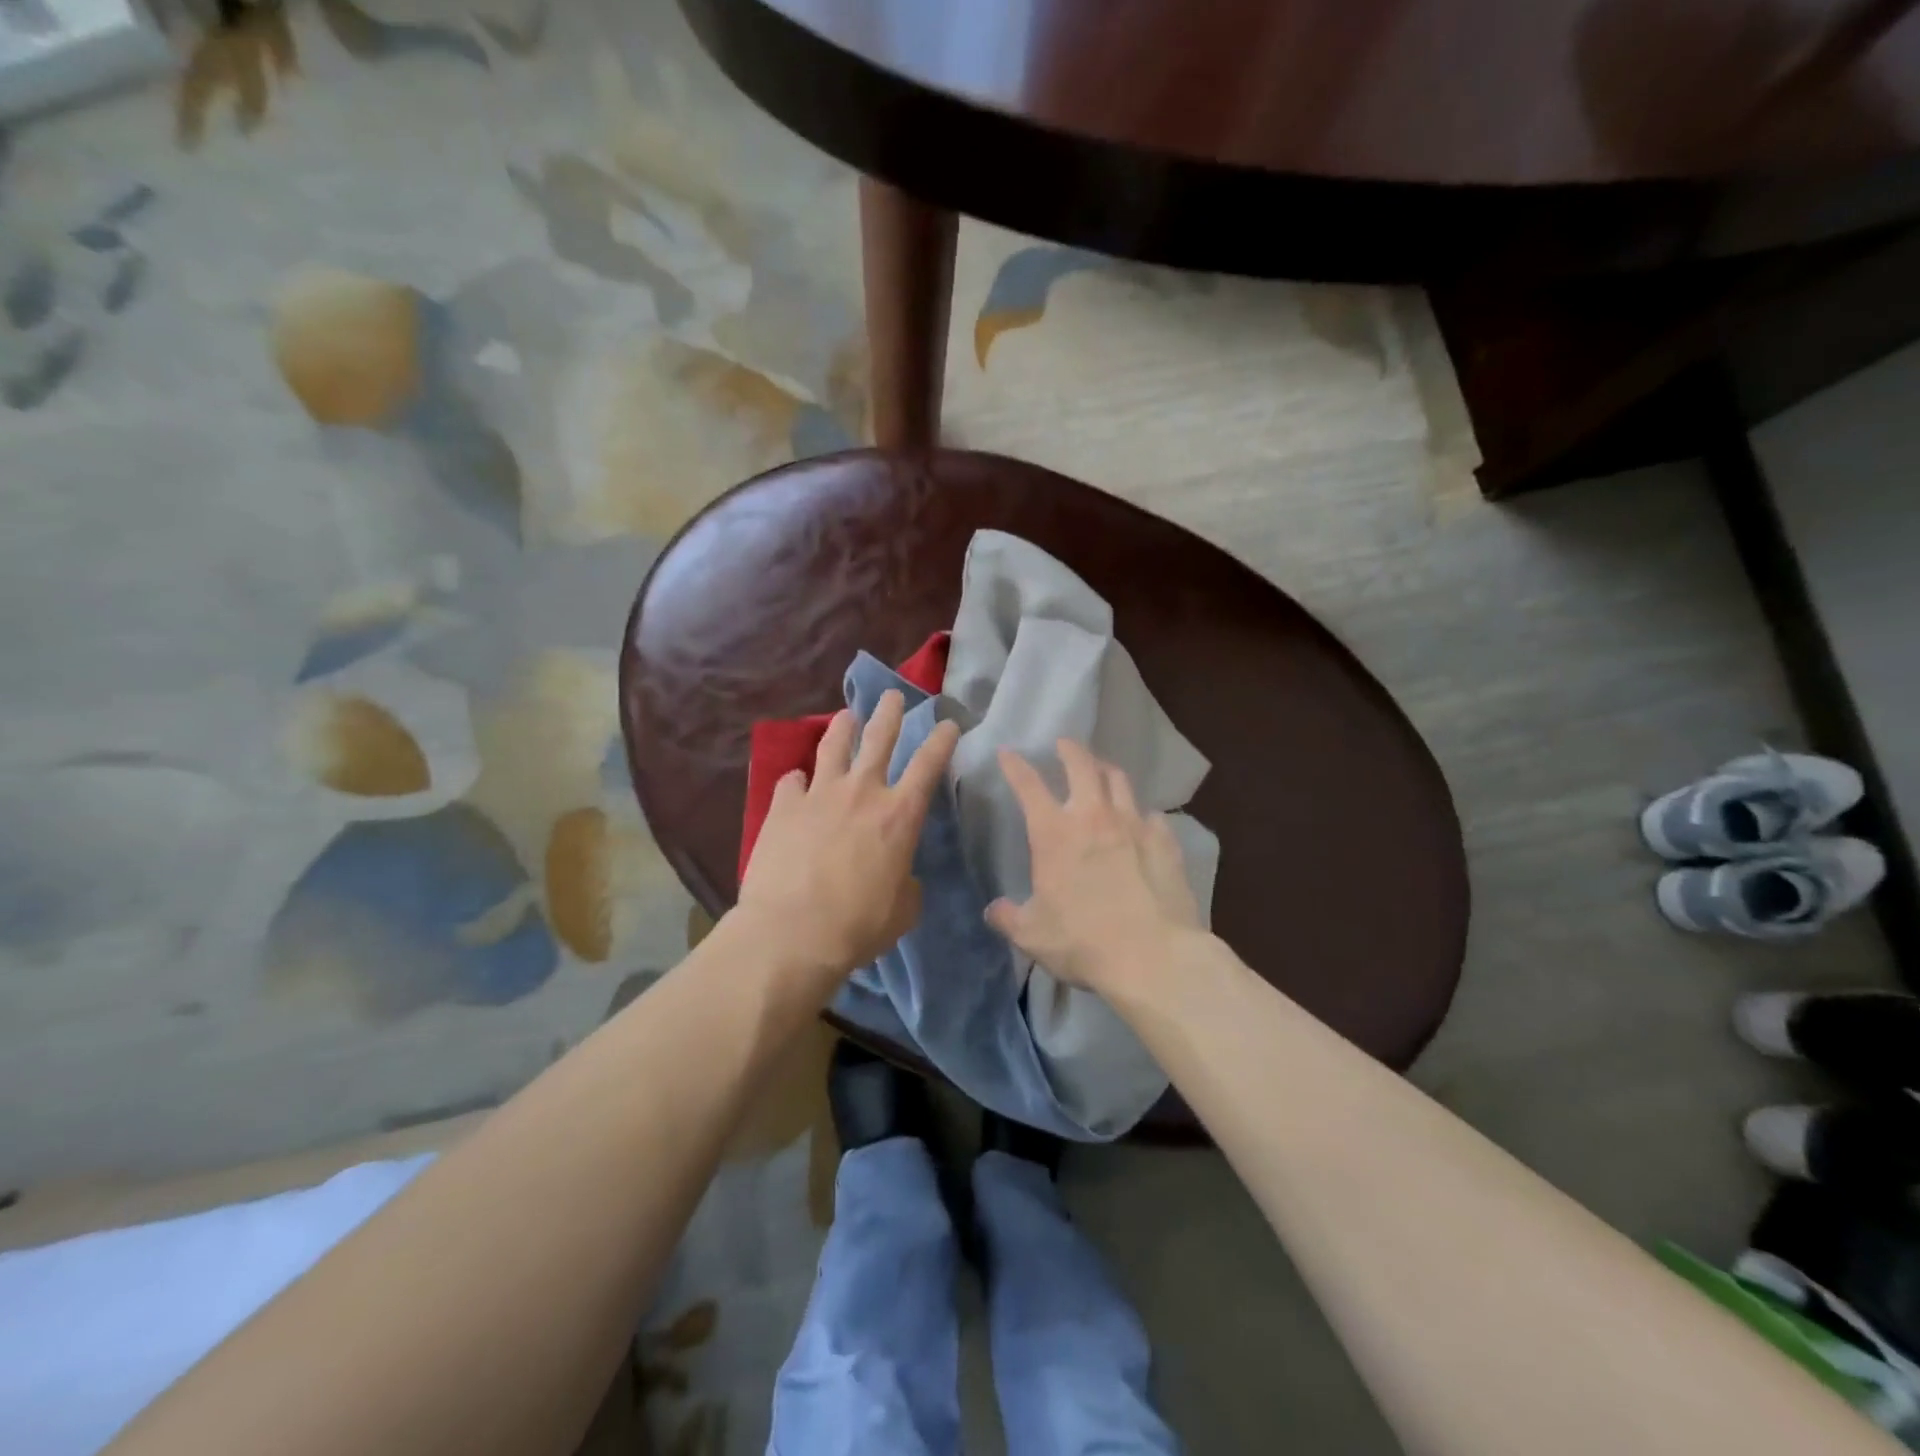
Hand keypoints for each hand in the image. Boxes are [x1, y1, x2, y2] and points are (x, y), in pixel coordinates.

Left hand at [737, 690, 959, 985]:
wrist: (792, 933)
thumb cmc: (858, 925)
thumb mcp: (903, 909)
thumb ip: (906, 882)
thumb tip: (900, 874)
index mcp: (899, 815)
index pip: (928, 764)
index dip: (941, 740)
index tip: (947, 723)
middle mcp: (862, 792)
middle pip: (879, 738)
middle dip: (890, 713)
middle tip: (893, 696)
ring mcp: (819, 794)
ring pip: (833, 746)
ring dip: (843, 727)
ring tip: (847, 716)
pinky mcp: (783, 807)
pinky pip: (791, 781)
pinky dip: (797, 779)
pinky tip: (797, 780)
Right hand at [986, 739, 1201, 995]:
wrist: (1153, 956)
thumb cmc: (1083, 942)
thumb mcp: (1032, 935)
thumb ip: (1009, 918)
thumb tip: (993, 910)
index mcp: (1054, 833)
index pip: (1028, 785)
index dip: (1015, 766)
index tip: (1008, 753)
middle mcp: (1093, 816)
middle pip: (1082, 765)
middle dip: (1070, 749)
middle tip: (1064, 744)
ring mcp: (1134, 824)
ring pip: (1119, 780)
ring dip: (1105, 770)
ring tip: (1101, 770)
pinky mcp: (1165, 841)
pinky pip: (1151, 814)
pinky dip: (1141, 812)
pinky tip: (1141, 822)